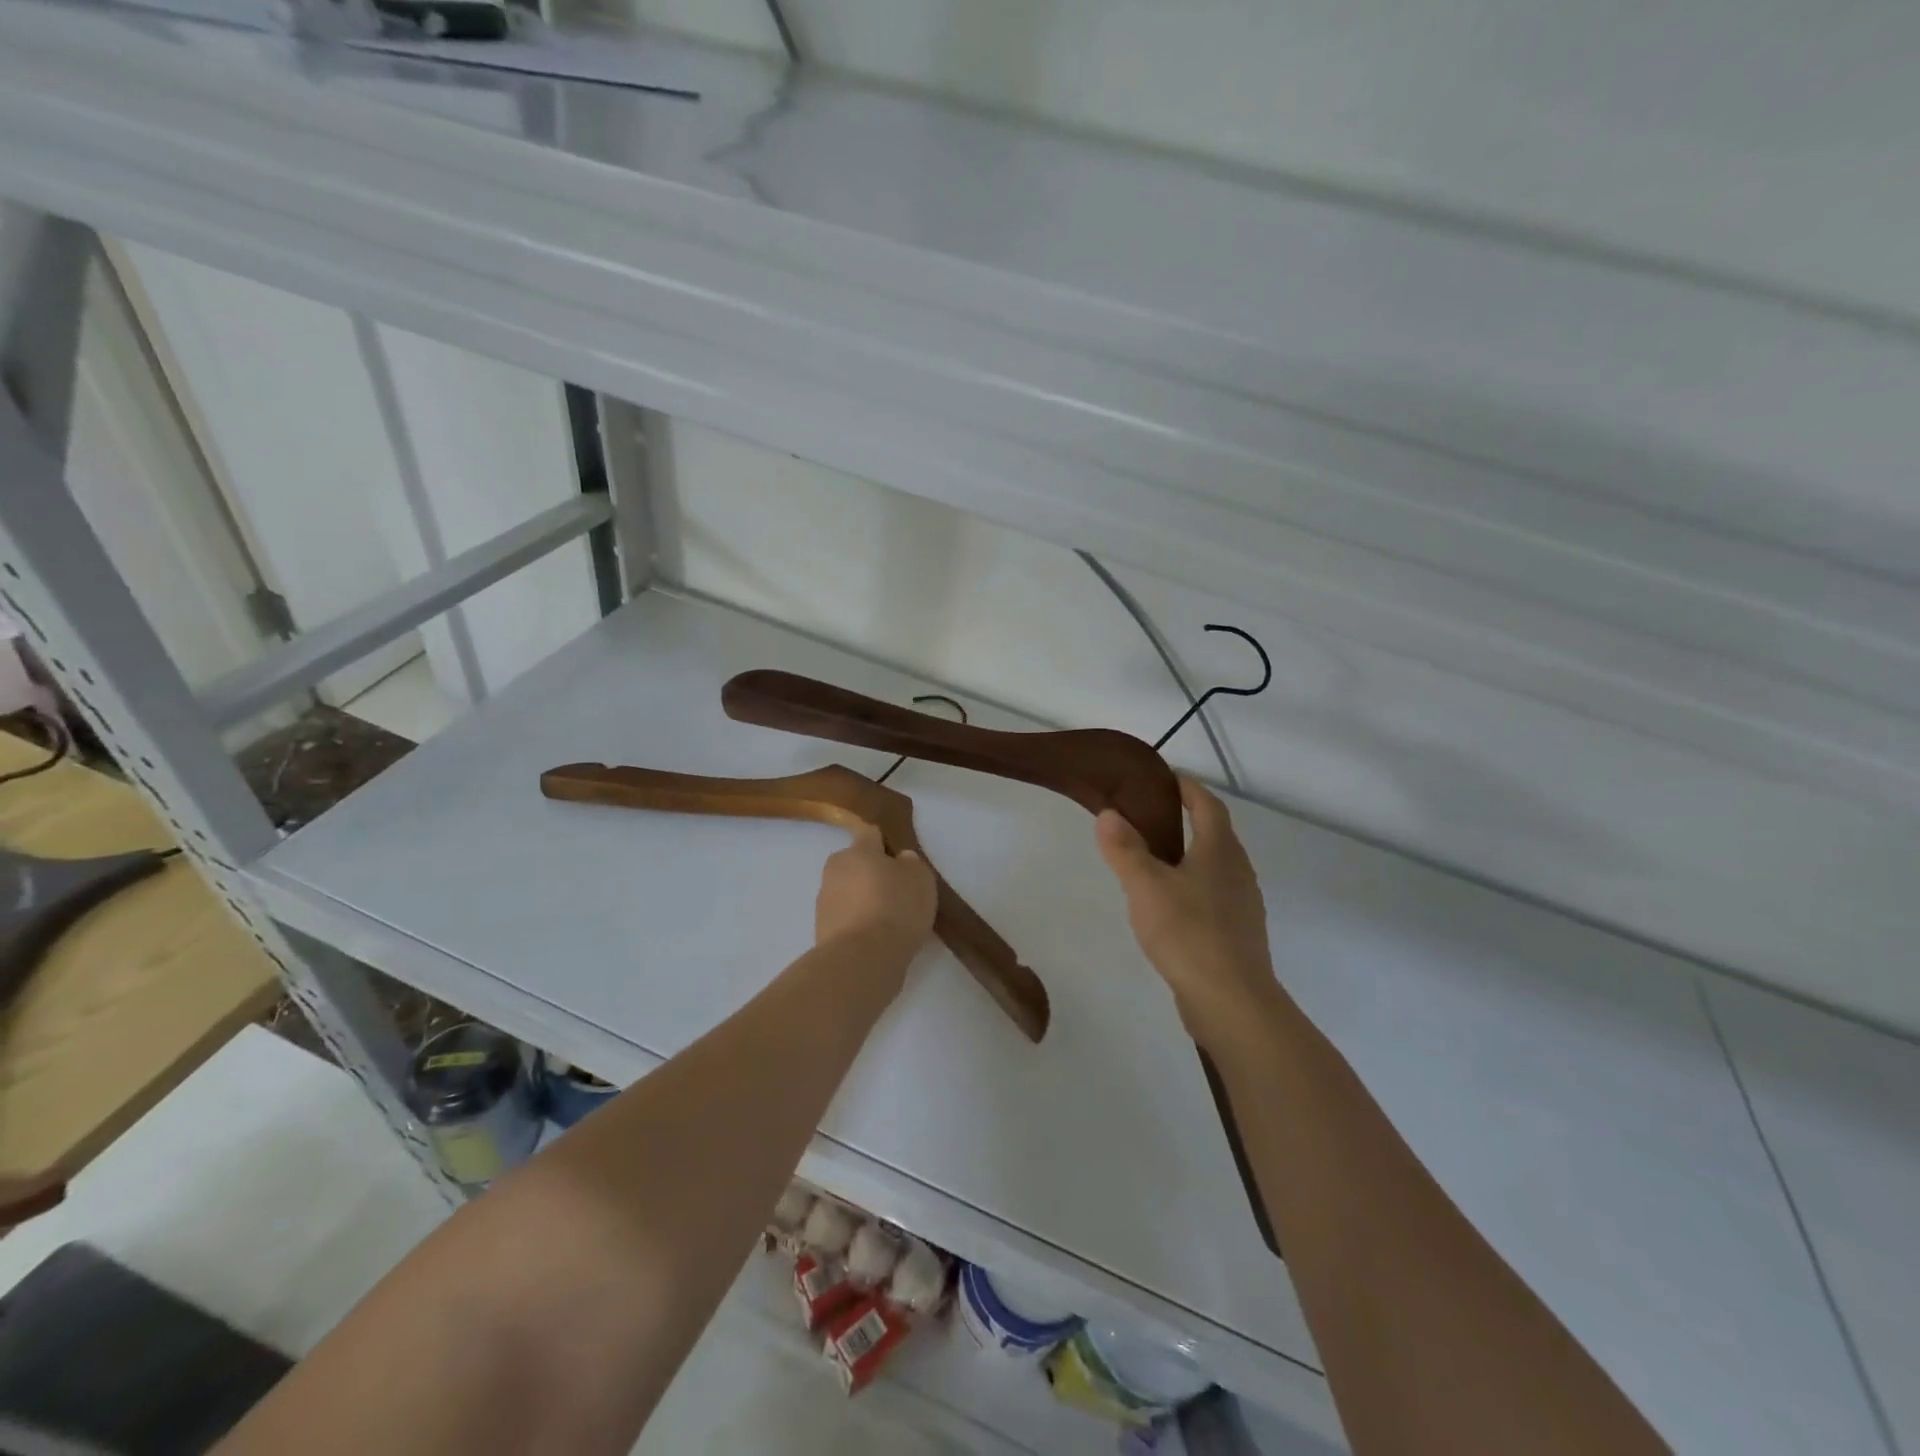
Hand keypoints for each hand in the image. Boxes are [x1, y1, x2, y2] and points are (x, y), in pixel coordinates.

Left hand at [815, 823, 936, 957]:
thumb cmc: (896, 908)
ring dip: (861, 900)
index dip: (886, 844)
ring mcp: (824, 901)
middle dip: (870, 874)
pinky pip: (843, 918)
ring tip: (886, 921)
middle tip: (895, 892)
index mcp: (858, 850)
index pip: (870, 834)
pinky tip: (874, 939)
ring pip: (847, 892)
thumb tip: (899, 860)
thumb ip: (911, 864)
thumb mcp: (920, 879)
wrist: (862, 959)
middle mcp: (835, 869)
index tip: (900, 861)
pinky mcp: (820, 930)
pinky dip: (856, 924)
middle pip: (855, 864)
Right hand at [1097, 775, 1280, 1046]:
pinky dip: (1193, 888)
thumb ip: (1125, 849)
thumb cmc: (1188, 932)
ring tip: (1154, 860)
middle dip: (1188, 820)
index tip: (1165, 777)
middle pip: (1215, 834)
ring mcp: (1242, 905)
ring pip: (1215, 867)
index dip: (1188, 788)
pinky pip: (1214, 897)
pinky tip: (1170, 907)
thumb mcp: (1145, 886)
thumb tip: (1108, 813)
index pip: (1207, 805)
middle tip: (1150, 817)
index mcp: (1220, 850)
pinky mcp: (1238, 935)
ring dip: (1189, 856)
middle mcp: (1238, 871)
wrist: (1231, 1001)